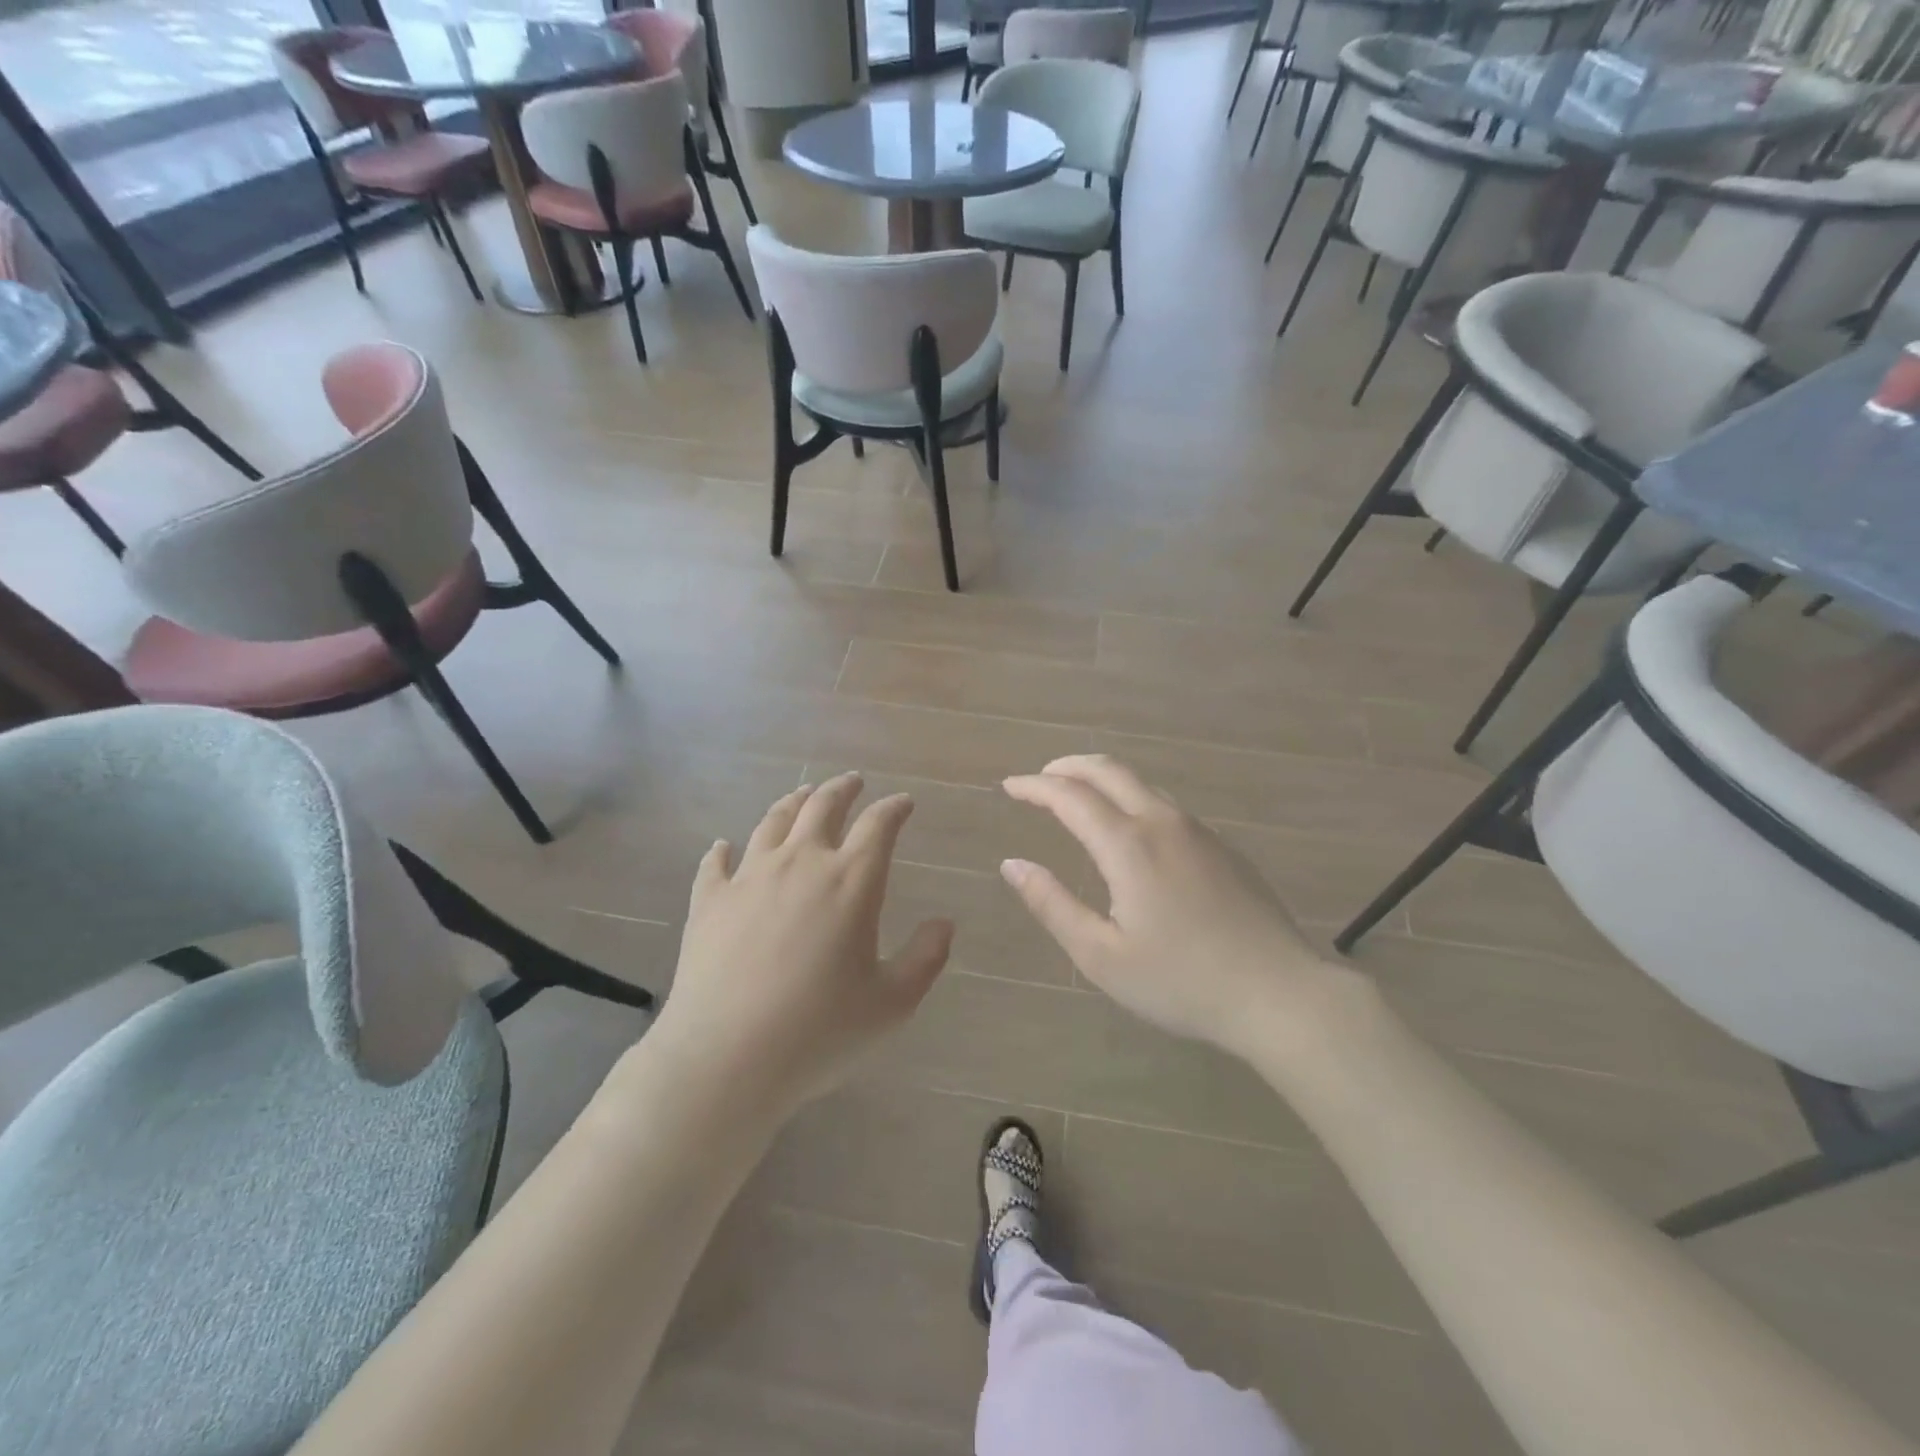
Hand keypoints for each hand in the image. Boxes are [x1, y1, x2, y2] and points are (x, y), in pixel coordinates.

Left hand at [647, 773, 952, 1117]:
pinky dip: (723, 851)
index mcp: (850, 881)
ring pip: (772, 822)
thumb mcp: (892, 1003)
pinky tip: (724, 847)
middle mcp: (801, 864)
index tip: (904, 803)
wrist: (726, 1059)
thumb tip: (944, 923)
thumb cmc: (820, 1031)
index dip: (894, 808)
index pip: (879, 825)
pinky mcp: (709, 901)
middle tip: (853, 781)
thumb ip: (925, 958)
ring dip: (792, 802)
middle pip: (822, 806)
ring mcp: (749, 878)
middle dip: (843, 789)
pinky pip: (716, 863)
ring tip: (802, 795)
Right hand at [1001, 756, 1352, 1059]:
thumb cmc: (1181, 981)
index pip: (1070, 796)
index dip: (1035, 786)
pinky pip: (1165, 805)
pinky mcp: (1222, 846)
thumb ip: (1052, 904)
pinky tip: (1129, 829)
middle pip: (1109, 770)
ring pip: (1141, 783)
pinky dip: (1131, 798)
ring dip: (1102, 779)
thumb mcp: (1102, 955)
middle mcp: (1162, 822)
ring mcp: (1198, 831)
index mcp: (1128, 845)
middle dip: (1068, 766)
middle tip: (1040, 778)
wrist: (1280, 993)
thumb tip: (1012, 864)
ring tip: (1078, 796)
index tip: (1010, 787)